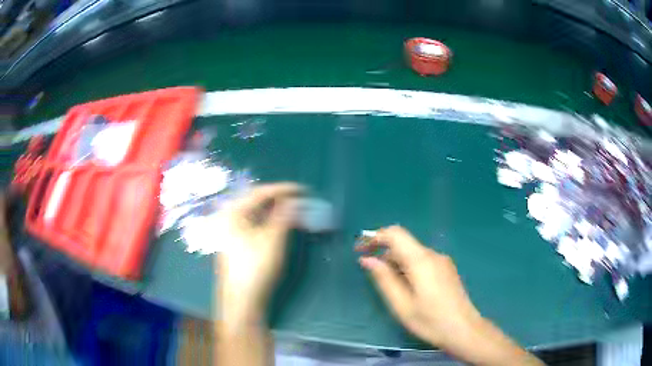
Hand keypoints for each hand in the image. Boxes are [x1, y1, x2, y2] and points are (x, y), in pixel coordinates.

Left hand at [216, 183, 301, 325]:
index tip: (303, 190)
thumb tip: (295, 200)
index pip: (260, 192)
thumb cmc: (256, 267)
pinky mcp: (237, 242)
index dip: (283, 189)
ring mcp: (231, 231)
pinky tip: (280, 224)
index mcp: (233, 212)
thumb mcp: (273, 238)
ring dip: (275, 210)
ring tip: (293, 210)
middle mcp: (229, 218)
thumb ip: (284, 215)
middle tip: (299, 200)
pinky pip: (254, 224)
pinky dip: (269, 221)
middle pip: (256, 201)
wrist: (242, 299)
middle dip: (279, 199)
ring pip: (256, 213)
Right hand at [356, 226, 480, 347]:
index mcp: (421, 260)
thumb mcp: (401, 304)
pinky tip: (404, 286)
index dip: (375, 237)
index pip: (395, 234)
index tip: (359, 249)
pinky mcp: (446, 270)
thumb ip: (384, 279)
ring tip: (384, 282)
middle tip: (367, 268)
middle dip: (383, 251)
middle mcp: (433, 255)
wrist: (463, 329)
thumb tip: (367, 259)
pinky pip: (422, 261)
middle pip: (404, 243)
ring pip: (413, 253)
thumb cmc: (430, 321)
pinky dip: (407, 267)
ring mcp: (442, 261)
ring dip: (395, 261)